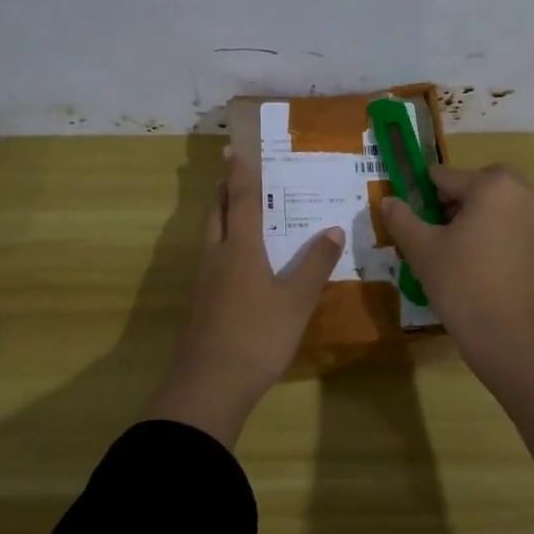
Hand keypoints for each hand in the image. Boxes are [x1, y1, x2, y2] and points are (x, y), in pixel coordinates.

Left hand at [144, 148, 343, 445]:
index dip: (240, 173)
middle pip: (216, 212)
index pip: (240, 199)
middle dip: (223, 189)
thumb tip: (332, 229)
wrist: (210, 384)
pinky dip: (223, 242)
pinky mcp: (201, 302)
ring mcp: (204, 280)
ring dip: (221, 214)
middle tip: (232, 171)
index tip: (234, 149)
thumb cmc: (258, 335)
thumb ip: (315, 264)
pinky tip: (236, 258)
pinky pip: (212, 257)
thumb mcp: (296, 300)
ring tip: (236, 208)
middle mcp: (217, 255)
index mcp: (240, 248)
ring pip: (211, 235)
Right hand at [380, 163, 533, 367]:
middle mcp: (522, 192)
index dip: (421, 194)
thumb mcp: (422, 249)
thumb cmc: (463, 285)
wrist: (512, 338)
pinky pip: (508, 222)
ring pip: (493, 203)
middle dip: (451, 201)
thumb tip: (388, 200)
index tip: (408, 217)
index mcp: (493, 185)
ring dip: (470, 215)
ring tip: (447, 248)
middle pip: (475, 184)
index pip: (445, 176)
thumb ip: (401, 218)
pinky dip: (488, 230)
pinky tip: (470, 261)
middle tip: (431, 230)